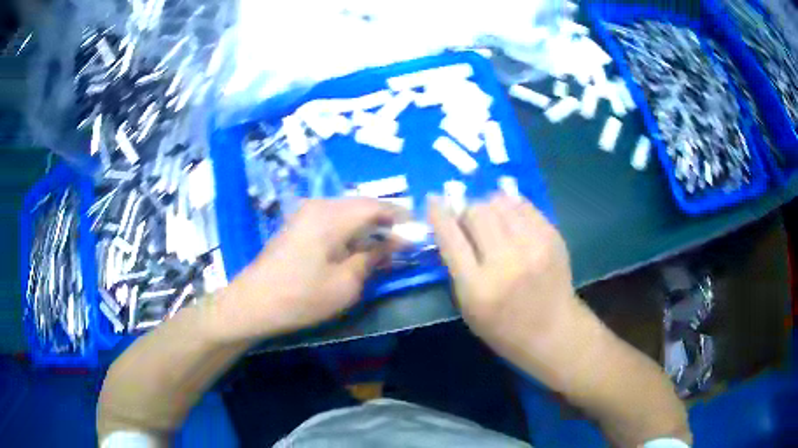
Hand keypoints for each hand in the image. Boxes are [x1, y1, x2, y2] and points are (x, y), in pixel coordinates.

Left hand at [209, 198, 403, 341]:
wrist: (253, 303)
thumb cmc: (301, 297)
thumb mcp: (345, 284)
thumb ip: (373, 257)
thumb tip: (396, 242)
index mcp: (332, 216)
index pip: (376, 206)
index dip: (400, 218)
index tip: (417, 233)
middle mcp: (319, 205)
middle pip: (362, 204)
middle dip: (385, 221)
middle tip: (403, 242)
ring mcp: (305, 212)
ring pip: (347, 210)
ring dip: (368, 225)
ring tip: (383, 247)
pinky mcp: (298, 224)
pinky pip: (333, 218)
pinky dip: (350, 229)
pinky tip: (356, 247)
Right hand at [428, 193, 578, 359]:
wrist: (553, 331)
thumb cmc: (504, 327)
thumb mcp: (469, 307)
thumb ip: (457, 267)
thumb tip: (451, 225)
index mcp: (477, 287)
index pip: (450, 237)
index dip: (438, 214)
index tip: (433, 200)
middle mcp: (505, 262)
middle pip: (476, 212)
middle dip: (466, 212)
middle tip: (470, 222)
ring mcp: (533, 246)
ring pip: (500, 202)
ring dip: (489, 207)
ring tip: (493, 221)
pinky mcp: (552, 236)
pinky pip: (523, 204)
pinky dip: (511, 208)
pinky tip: (511, 220)